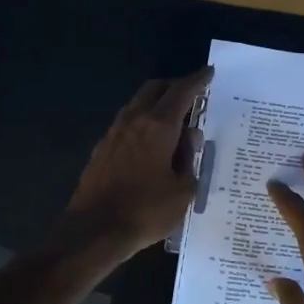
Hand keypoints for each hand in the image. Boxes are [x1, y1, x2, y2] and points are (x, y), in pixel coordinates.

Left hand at [62, 67, 211, 258]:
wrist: (94, 231)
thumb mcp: (183, 190)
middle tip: (192, 93)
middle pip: (154, 89)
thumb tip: (189, 139)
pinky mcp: (102, 150)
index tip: (209, 72)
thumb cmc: (146, 211)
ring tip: (174, 119)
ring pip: (137, 104)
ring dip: (156, 103)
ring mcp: (113, 134)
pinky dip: (143, 122)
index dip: (198, 80)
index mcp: (158, 127)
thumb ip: (190, 160)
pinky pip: (127, 124)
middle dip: (174, 85)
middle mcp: (134, 121)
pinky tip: (152, 142)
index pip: (182, 92)